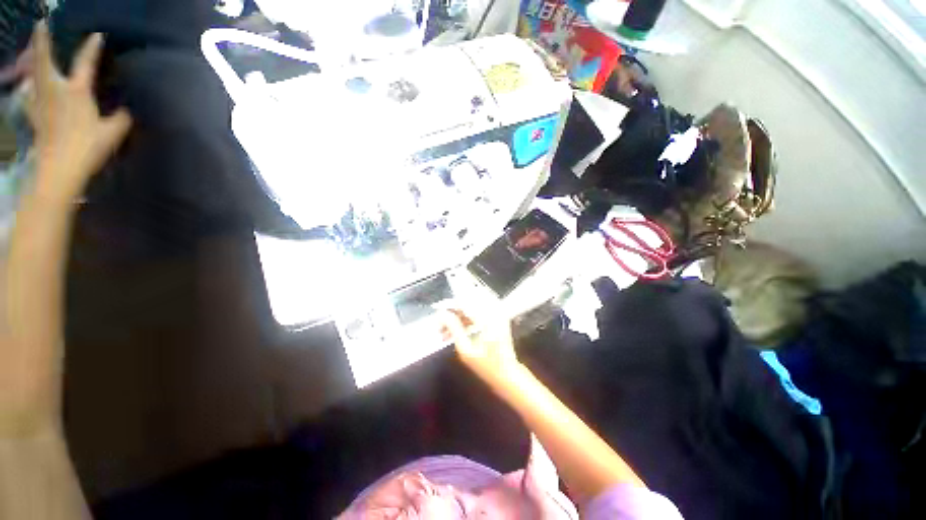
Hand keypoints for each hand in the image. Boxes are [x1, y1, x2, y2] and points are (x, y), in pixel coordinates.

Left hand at [25, 21, 131, 196]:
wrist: (60, 168)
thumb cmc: (88, 148)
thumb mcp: (112, 133)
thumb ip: (121, 118)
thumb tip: (127, 110)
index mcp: (77, 90)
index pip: (85, 62)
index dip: (92, 47)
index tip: (97, 35)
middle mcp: (55, 89)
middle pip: (45, 60)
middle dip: (42, 41)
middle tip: (41, 25)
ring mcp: (40, 101)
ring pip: (32, 74)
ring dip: (32, 62)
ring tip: (32, 53)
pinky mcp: (33, 115)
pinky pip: (26, 96)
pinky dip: (26, 89)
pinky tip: (27, 87)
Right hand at [442, 309, 520, 384]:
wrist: (508, 374)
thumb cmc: (486, 366)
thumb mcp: (466, 350)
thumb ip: (454, 328)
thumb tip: (442, 314)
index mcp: (487, 319)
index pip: (465, 302)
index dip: (449, 304)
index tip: (436, 309)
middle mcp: (494, 311)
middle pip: (468, 301)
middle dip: (453, 309)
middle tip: (440, 322)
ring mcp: (497, 313)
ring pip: (472, 305)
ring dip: (459, 314)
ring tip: (445, 330)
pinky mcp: (498, 317)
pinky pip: (479, 310)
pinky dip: (467, 317)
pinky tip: (456, 329)